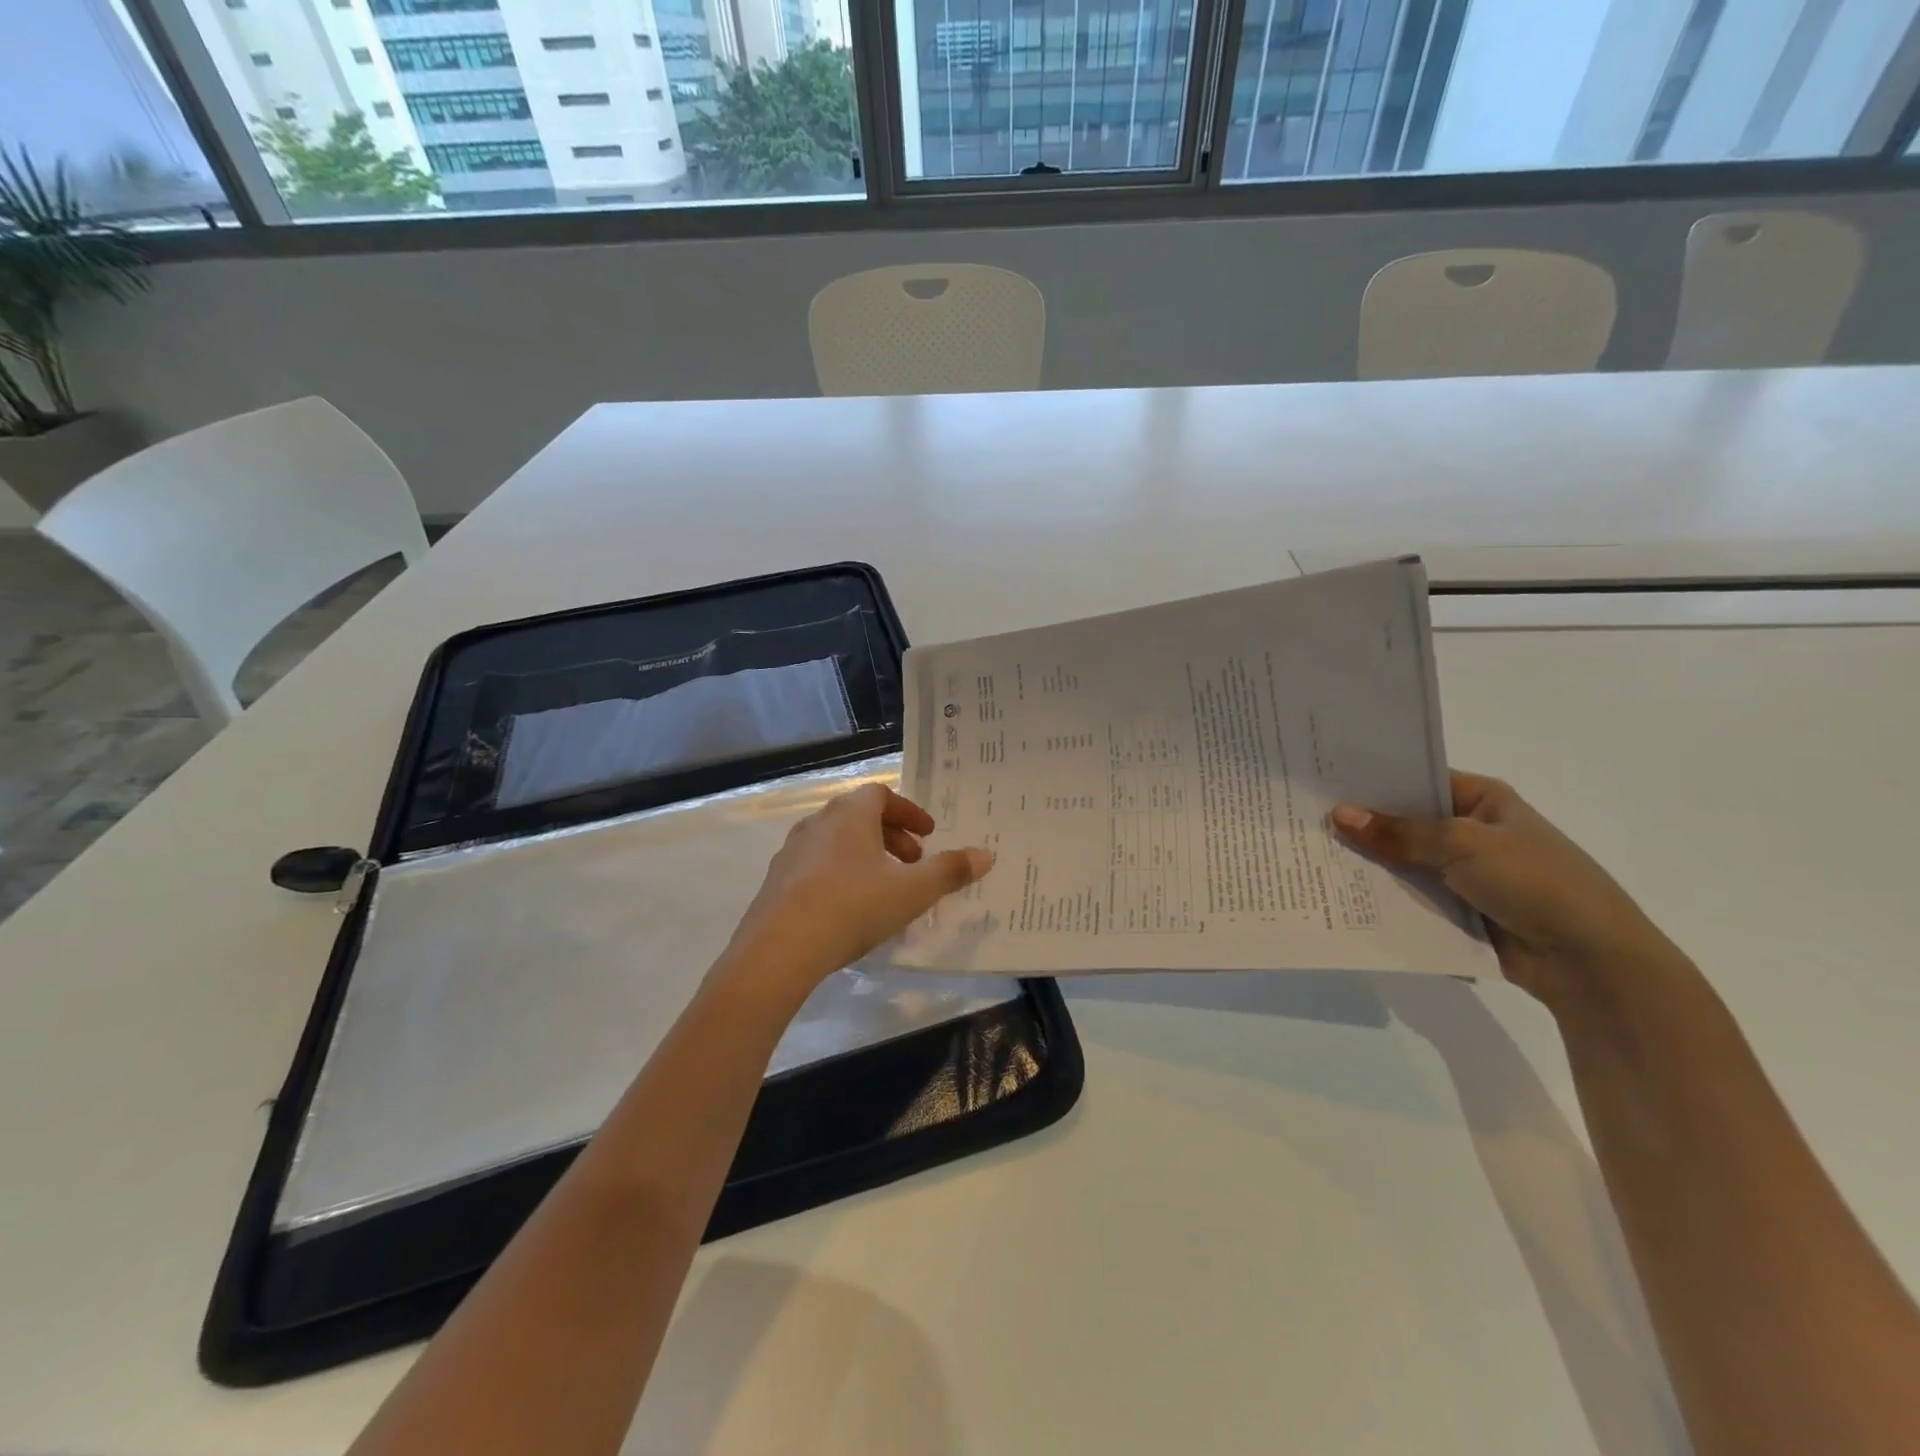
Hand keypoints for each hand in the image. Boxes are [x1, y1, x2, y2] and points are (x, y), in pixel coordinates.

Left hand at [721, 783, 994, 994]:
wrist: (778, 950)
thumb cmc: (853, 907)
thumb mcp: (912, 891)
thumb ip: (950, 871)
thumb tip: (986, 854)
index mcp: (850, 814)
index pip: (881, 795)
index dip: (909, 812)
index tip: (929, 835)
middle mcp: (817, 823)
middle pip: (859, 816)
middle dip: (891, 836)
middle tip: (913, 863)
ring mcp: (792, 852)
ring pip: (837, 842)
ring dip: (865, 856)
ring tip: (885, 888)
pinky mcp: (776, 883)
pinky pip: (816, 867)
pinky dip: (840, 875)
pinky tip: (850, 910)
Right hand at [1331, 771, 1682, 1005]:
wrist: (1590, 961)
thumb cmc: (1534, 882)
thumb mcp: (1462, 845)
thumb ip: (1398, 833)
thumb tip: (1339, 814)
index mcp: (1482, 800)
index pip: (1416, 779)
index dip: (1373, 780)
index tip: (1322, 780)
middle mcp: (1471, 831)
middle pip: (1405, 822)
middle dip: (1363, 825)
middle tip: (1304, 819)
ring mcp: (1464, 873)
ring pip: (1404, 862)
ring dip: (1369, 864)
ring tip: (1311, 857)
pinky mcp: (1459, 910)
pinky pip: (1412, 897)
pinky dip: (1384, 897)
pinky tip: (1340, 894)